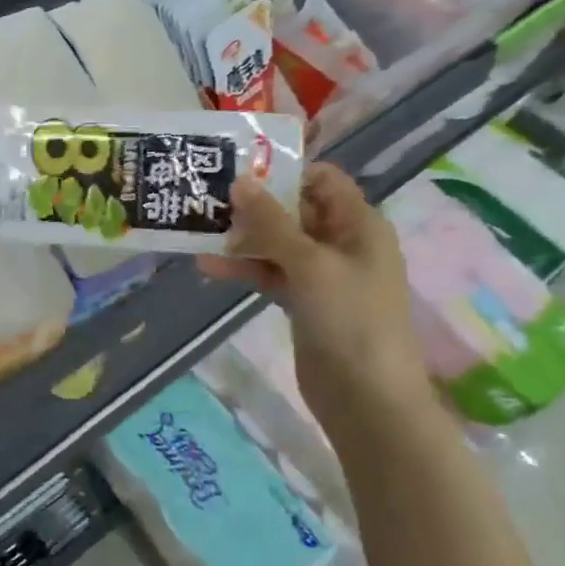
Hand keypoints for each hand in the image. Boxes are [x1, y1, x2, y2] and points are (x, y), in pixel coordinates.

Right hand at [197, 162, 433, 441]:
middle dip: (253, 204)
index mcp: (358, 225)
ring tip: (198, 229)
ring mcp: (321, 274)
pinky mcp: (303, 301)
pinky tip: (207, 267)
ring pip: (277, 243)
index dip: (284, 171)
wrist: (366, 397)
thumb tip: (240, 181)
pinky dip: (243, 269)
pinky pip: (269, 273)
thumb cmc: (349, 319)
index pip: (323, 180)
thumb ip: (271, 222)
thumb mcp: (309, 263)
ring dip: (241, 238)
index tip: (238, 168)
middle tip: (206, 195)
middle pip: (294, 210)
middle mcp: (342, 243)